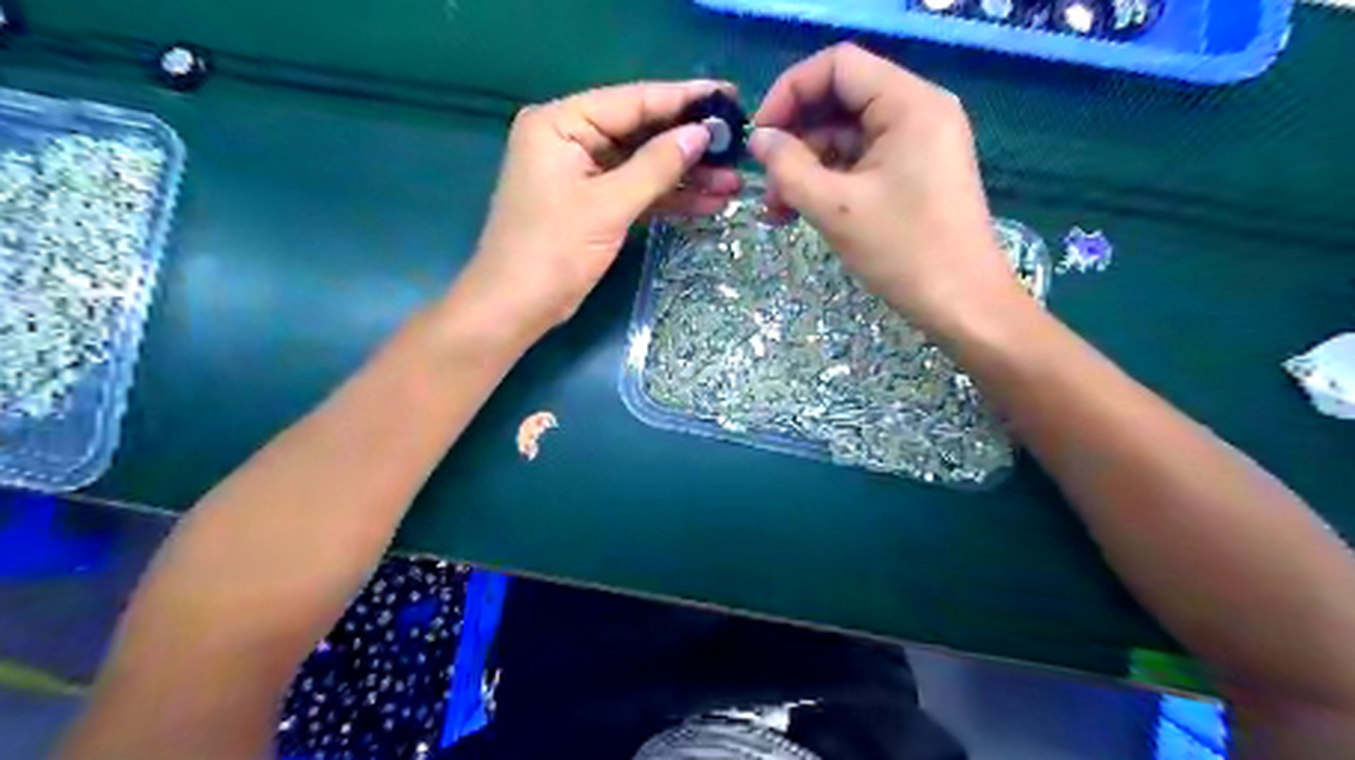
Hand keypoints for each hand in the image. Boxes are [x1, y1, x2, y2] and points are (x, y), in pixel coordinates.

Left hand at [455, 77, 739, 336]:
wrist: (516, 308)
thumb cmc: (553, 251)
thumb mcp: (608, 205)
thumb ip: (657, 167)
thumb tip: (702, 134)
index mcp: (561, 123)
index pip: (632, 101)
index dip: (683, 100)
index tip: (729, 96)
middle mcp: (571, 139)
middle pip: (641, 133)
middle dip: (689, 145)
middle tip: (738, 146)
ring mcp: (583, 173)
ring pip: (643, 166)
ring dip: (686, 177)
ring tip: (733, 183)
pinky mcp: (593, 204)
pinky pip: (637, 192)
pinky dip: (668, 199)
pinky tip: (708, 202)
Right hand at [745, 40, 1021, 335]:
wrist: (963, 305)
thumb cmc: (903, 252)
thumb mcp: (835, 209)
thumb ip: (788, 168)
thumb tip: (759, 140)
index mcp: (909, 104)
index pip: (838, 66)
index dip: (790, 92)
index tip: (760, 137)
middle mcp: (918, 111)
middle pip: (840, 101)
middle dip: (796, 140)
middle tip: (766, 186)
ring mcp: (919, 144)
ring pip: (847, 136)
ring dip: (807, 168)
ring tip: (778, 211)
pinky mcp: (915, 173)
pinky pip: (862, 162)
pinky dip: (829, 182)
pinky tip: (801, 212)